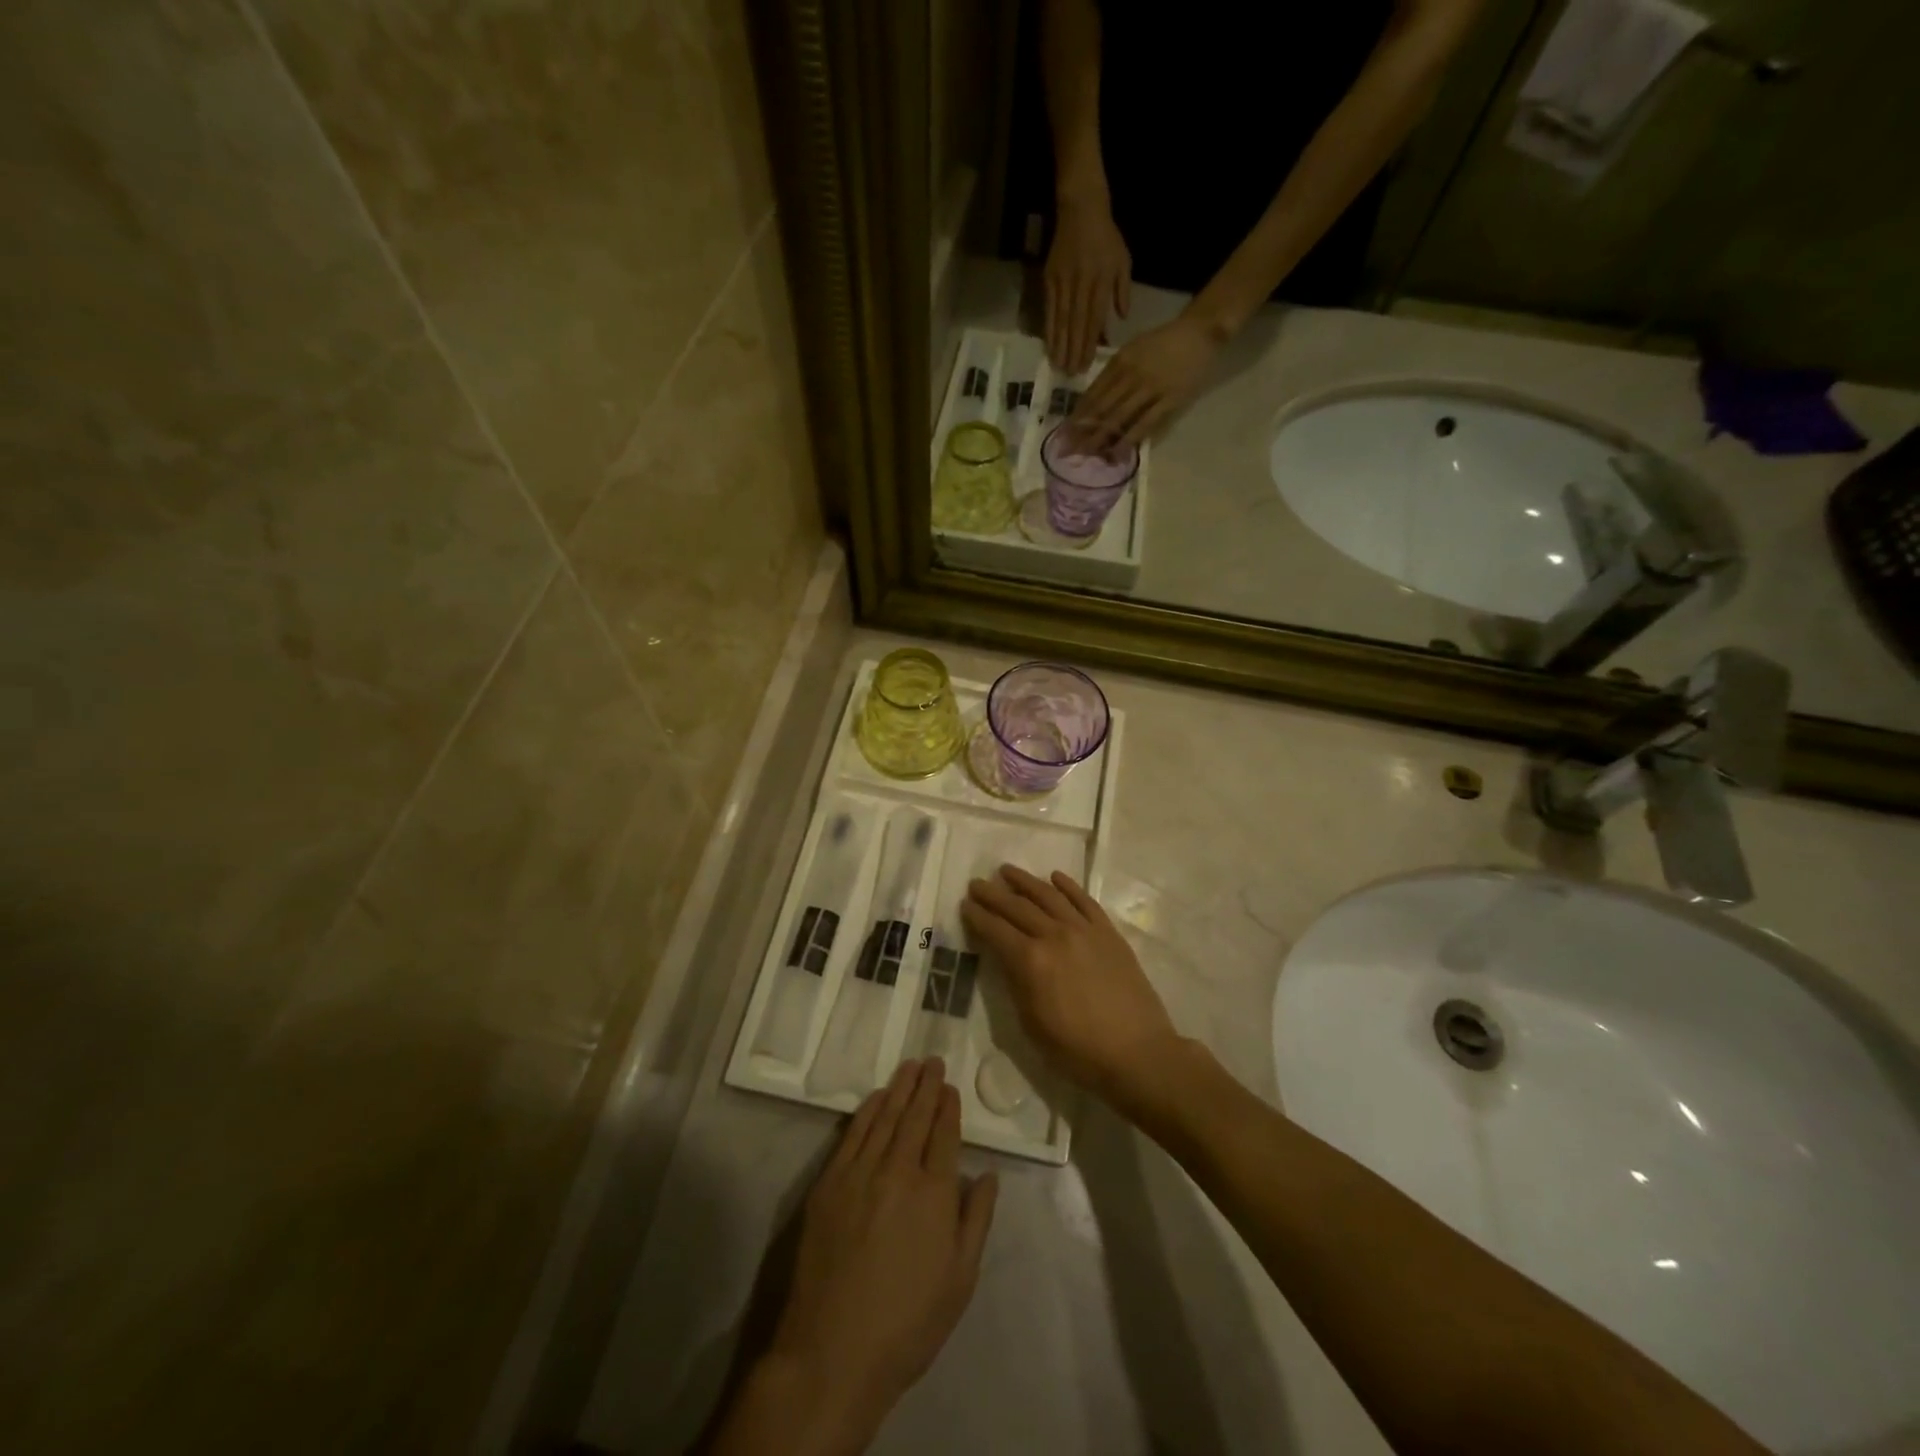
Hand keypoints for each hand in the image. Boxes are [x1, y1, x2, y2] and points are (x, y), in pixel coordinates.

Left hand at [767, 1059, 997, 1436]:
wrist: (833, 1351)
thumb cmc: (907, 1323)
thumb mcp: (960, 1281)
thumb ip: (977, 1220)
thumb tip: (989, 1175)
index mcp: (935, 1194)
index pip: (945, 1135)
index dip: (949, 1108)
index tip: (950, 1087)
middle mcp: (899, 1172)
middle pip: (916, 1117)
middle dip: (927, 1086)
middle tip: (933, 1061)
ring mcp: (860, 1174)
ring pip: (885, 1118)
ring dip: (900, 1088)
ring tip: (911, 1066)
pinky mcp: (830, 1183)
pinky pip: (853, 1134)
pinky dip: (868, 1110)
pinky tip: (877, 1097)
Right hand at [961, 866, 1182, 1113]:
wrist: (1137, 1053)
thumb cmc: (1078, 1051)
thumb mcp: (1032, 1025)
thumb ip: (1016, 984)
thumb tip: (1007, 958)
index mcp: (1031, 961)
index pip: (996, 930)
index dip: (977, 917)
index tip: (965, 904)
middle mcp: (1055, 935)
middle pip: (1017, 907)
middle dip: (993, 894)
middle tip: (977, 884)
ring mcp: (1084, 930)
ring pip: (1049, 895)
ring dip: (1025, 881)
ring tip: (1007, 871)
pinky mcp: (1108, 932)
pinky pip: (1084, 900)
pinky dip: (1067, 886)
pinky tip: (1054, 877)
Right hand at [1045, 196, 1130, 375]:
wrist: (1081, 208)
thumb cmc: (1106, 237)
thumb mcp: (1123, 260)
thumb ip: (1122, 290)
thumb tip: (1121, 319)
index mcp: (1102, 279)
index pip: (1095, 318)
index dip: (1090, 343)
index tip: (1086, 364)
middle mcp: (1082, 282)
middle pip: (1077, 323)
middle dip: (1073, 350)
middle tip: (1070, 374)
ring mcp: (1063, 281)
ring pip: (1061, 319)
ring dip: (1059, 345)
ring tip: (1058, 365)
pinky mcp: (1049, 279)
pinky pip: (1050, 309)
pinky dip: (1049, 329)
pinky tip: (1048, 345)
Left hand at [1068, 313, 1220, 449]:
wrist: (1201, 331)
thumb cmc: (1165, 341)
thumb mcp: (1134, 349)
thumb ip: (1114, 372)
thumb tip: (1094, 400)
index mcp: (1120, 362)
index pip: (1092, 393)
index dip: (1076, 416)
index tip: (1063, 434)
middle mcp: (1131, 375)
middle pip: (1100, 409)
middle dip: (1081, 432)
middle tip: (1066, 451)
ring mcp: (1150, 388)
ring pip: (1119, 417)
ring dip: (1099, 439)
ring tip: (1085, 456)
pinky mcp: (1169, 400)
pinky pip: (1145, 423)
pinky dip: (1130, 439)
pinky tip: (1117, 452)